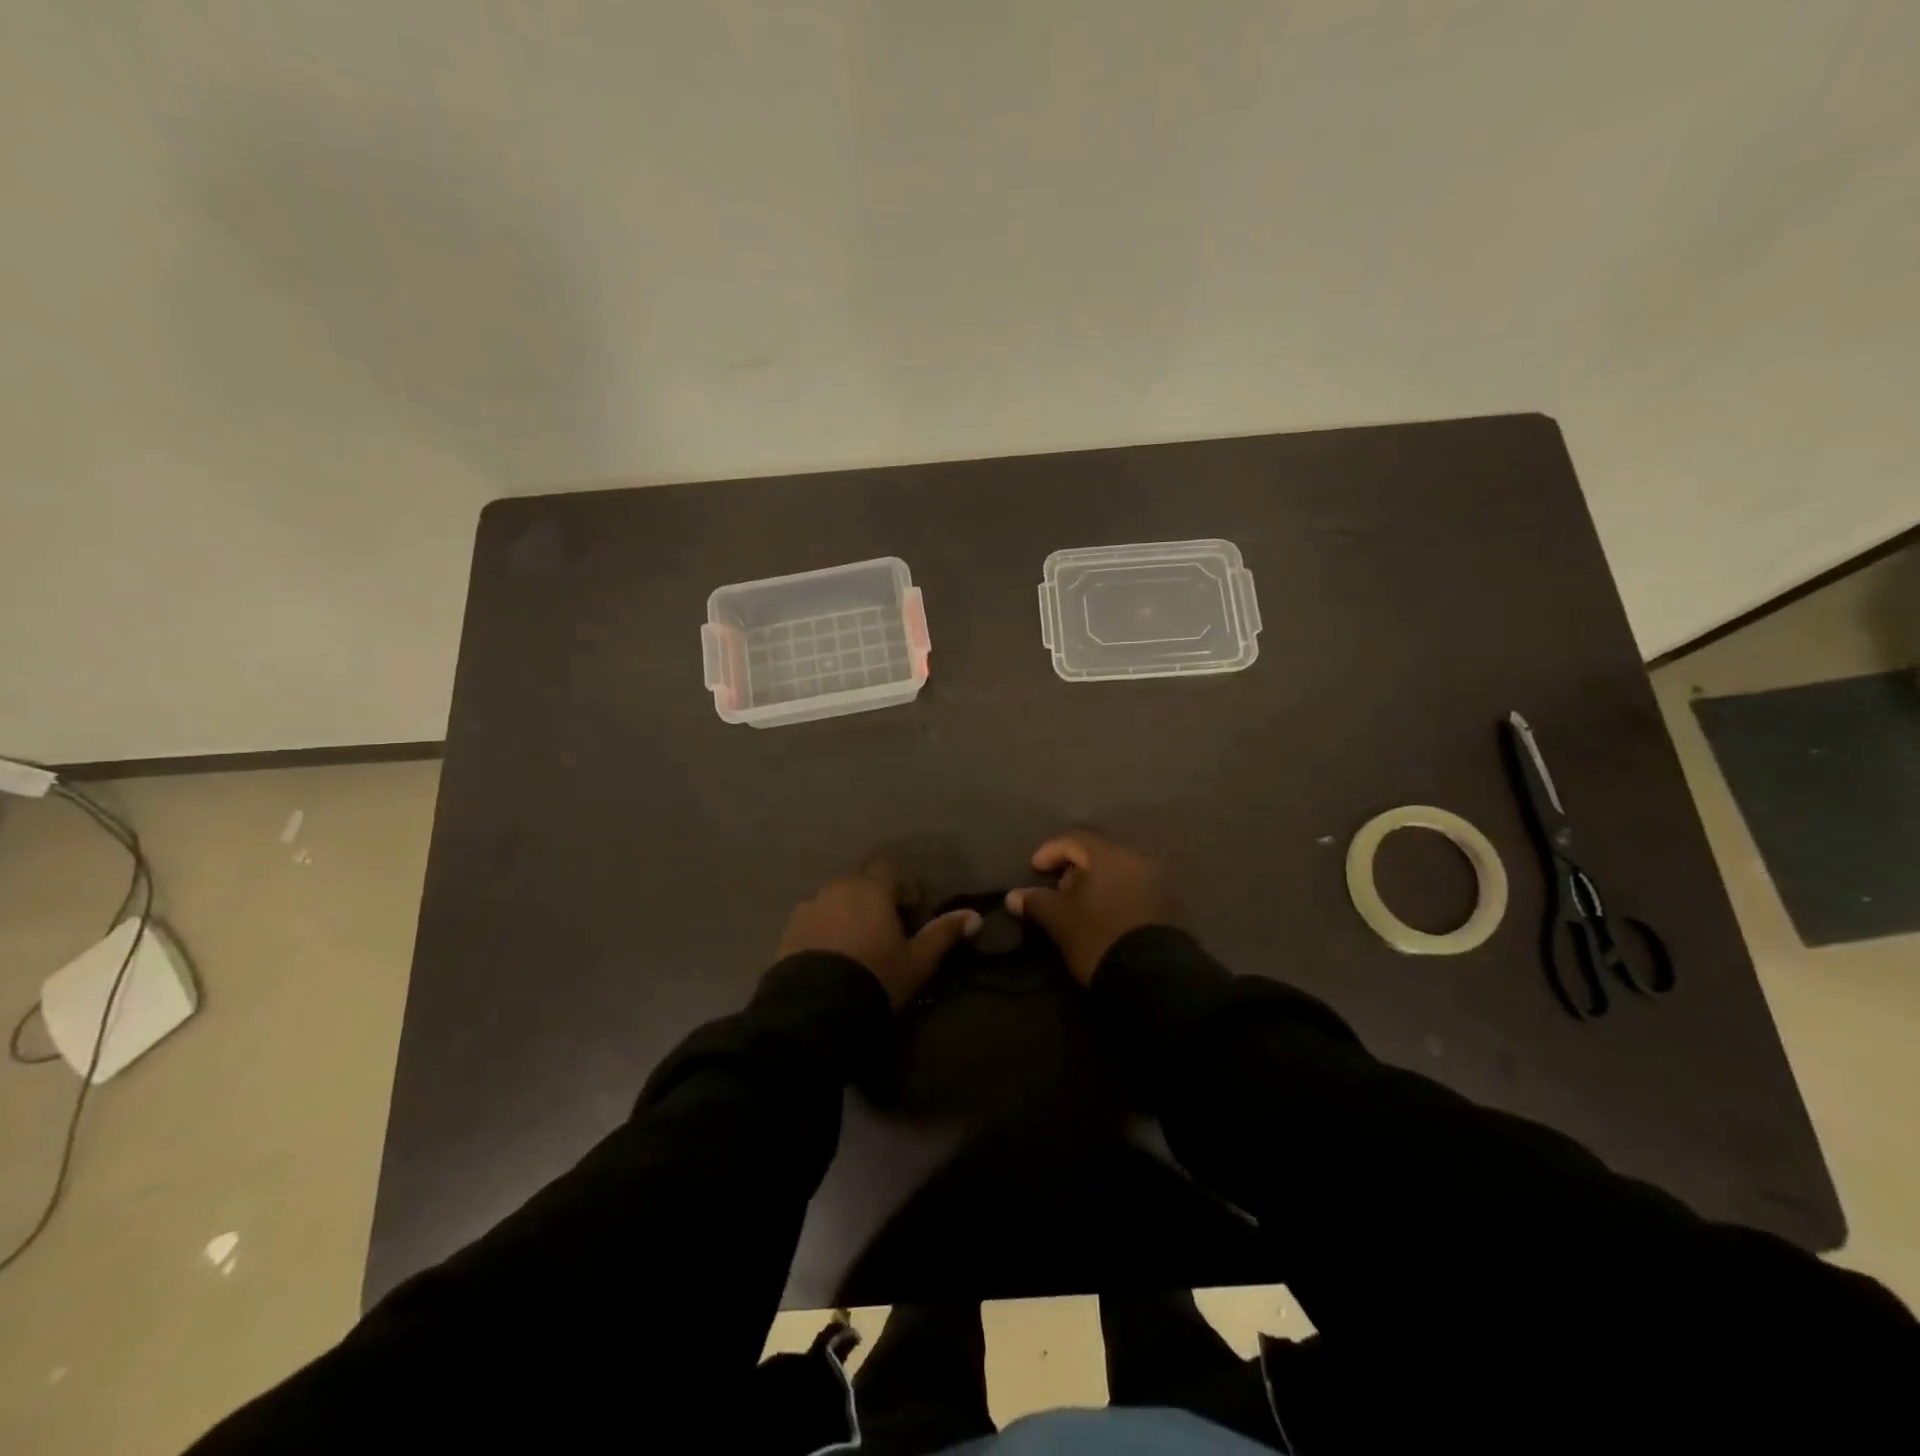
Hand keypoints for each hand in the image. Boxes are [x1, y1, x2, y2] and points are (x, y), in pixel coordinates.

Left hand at [779, 861, 980, 1008]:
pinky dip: (825, 922)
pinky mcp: (790, 925)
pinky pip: (814, 913)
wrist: (816, 1007)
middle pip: (860, 875)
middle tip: (884, 923)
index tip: (910, 911)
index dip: (903, 885)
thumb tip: (975, 916)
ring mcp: (811, 904)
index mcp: (872, 888)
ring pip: (835, 893)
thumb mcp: (917, 960)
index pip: (890, 866)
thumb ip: (944, 933)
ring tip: (856, 938)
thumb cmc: (876, 977)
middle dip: (874, 891)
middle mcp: (839, 886)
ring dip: (848, 906)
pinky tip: (830, 949)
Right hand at [1005, 830, 1179, 985]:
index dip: (1049, 851)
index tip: (1035, 871)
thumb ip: (1037, 902)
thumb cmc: (1099, 939)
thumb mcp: (1061, 922)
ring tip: (1080, 907)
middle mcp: (1137, 858)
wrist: (1155, 979)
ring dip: (1095, 882)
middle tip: (1058, 892)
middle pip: (1098, 852)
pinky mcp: (1169, 903)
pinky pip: (1134, 886)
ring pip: (1117, 870)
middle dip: (1073, 868)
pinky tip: (1103, 916)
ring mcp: (1158, 880)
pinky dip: (1115, 893)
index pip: (1074, 839)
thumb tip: (1013, 896)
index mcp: (1110, 855)